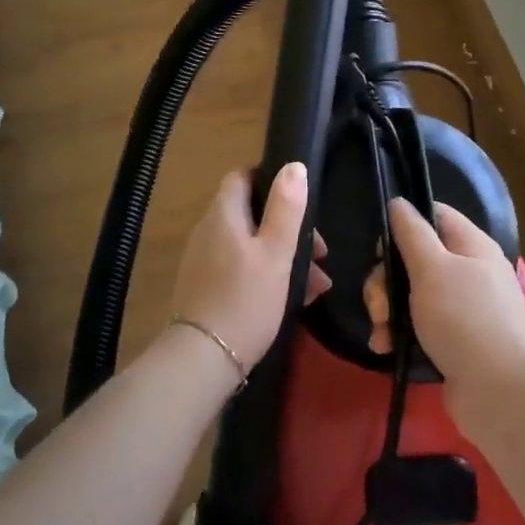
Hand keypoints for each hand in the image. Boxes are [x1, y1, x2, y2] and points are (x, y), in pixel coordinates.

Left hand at [168, 164, 326, 370]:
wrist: (204, 358)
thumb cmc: (245, 299)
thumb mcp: (275, 253)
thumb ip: (286, 209)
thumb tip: (293, 165)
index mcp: (223, 215)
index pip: (241, 177)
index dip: (270, 181)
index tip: (299, 201)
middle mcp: (209, 231)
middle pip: (252, 214)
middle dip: (289, 229)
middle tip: (320, 253)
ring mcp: (206, 260)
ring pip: (252, 245)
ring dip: (285, 257)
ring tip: (318, 284)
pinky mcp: (208, 287)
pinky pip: (243, 269)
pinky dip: (269, 276)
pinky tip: (298, 299)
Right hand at [387, 199, 524, 432]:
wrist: (504, 395)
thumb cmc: (467, 320)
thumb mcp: (433, 268)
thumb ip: (411, 233)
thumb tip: (398, 202)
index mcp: (471, 246)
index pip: (434, 216)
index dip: (404, 224)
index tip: (380, 248)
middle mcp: (468, 273)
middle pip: (414, 259)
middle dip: (386, 280)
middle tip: (378, 304)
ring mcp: (461, 310)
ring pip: (410, 295)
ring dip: (387, 310)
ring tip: (381, 332)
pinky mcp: (452, 343)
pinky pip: (416, 327)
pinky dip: (398, 334)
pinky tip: (385, 348)